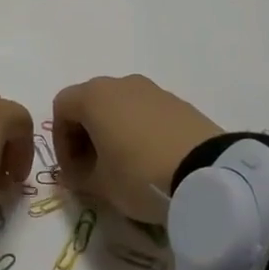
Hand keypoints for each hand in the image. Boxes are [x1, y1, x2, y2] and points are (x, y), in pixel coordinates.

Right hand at [51, 74, 222, 222]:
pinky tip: (151, 160)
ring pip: (120, 106)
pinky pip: (146, 112)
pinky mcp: (178, 102)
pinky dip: (139, 131)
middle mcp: (120, 84)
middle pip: (90, 103)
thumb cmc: (140, 175)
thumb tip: (78, 174)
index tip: (73, 173)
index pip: (61, 109)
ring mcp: (152, 90)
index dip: (61, 142)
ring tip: (124, 166)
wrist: (208, 173)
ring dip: (113, 132)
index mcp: (94, 96)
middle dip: (85, 136)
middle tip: (93, 170)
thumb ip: (80, 177)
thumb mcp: (101, 185)